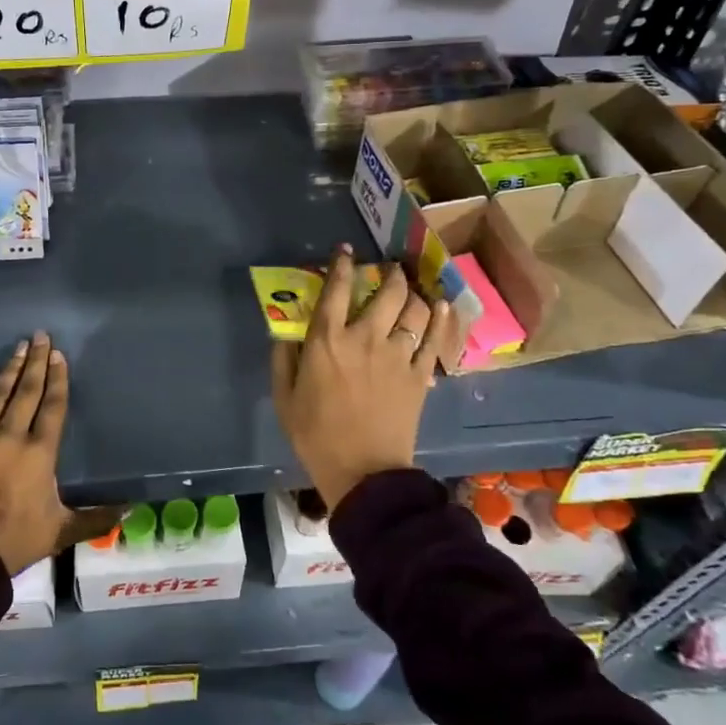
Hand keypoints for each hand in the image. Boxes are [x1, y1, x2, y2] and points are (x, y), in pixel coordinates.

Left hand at [0, 332, 118, 574]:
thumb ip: (96, 518)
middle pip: (26, 391)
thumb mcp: (60, 531)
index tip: (59, 356)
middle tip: (40, 336)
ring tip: (18, 347)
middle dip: (36, 362)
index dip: (57, 379)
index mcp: (39, 453)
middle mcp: (10, 436)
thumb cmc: (14, 541)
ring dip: (9, 369)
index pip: (52, 406)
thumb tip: (131, 510)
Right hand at [270, 245, 456, 511]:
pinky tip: (442, 307)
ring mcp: (397, 355)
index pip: (335, 289)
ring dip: (414, 293)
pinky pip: (435, 339)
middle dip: (389, 273)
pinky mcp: (420, 375)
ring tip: (412, 289)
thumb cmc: (316, 436)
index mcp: (327, 341)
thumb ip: (283, 359)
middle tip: (389, 269)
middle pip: (386, 292)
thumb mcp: (284, 398)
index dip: (341, 265)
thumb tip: (287, 332)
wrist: (363, 473)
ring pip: (415, 310)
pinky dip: (440, 319)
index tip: (345, 251)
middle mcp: (365, 338)